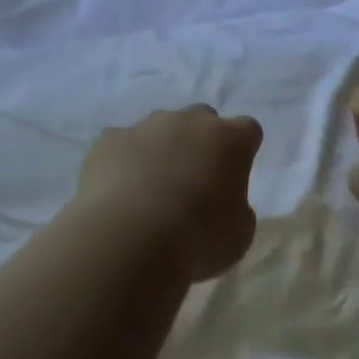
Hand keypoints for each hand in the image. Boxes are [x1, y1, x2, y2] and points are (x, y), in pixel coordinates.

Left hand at [74, 106, 263, 281]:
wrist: (128, 239)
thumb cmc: (198, 238)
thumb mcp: (239, 233)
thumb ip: (238, 209)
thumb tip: (224, 204)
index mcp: (231, 140)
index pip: (248, 130)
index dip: (242, 151)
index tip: (234, 176)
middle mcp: (192, 121)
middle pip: (203, 118)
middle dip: (201, 142)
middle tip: (195, 180)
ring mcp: (148, 126)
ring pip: (161, 127)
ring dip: (162, 149)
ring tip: (152, 188)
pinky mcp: (110, 139)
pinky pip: (123, 144)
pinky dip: (125, 161)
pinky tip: (120, 192)